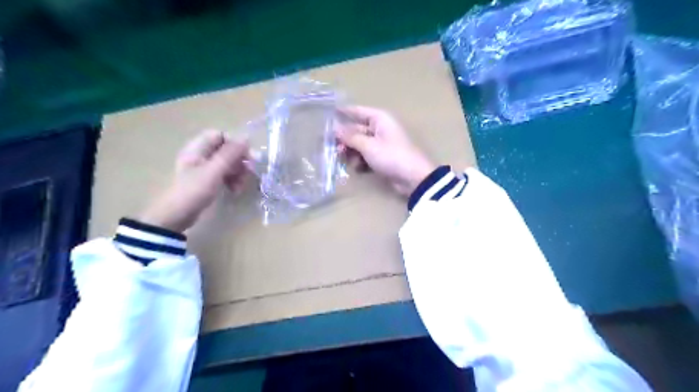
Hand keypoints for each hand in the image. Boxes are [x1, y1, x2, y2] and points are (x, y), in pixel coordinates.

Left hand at [140, 129, 247, 231]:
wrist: (175, 215)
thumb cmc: (193, 190)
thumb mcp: (214, 171)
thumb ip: (230, 154)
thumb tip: (246, 137)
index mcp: (197, 148)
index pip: (220, 135)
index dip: (235, 143)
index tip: (248, 156)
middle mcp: (200, 155)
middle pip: (225, 150)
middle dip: (239, 161)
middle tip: (250, 172)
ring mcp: (203, 169)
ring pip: (227, 163)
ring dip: (238, 173)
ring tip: (241, 186)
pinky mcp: (206, 181)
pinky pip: (223, 175)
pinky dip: (232, 181)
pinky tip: (235, 190)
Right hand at [335, 105, 435, 195]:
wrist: (413, 178)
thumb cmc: (391, 156)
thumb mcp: (368, 145)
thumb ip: (350, 137)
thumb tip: (334, 129)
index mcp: (380, 119)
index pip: (358, 111)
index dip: (344, 112)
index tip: (329, 113)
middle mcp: (380, 129)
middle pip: (357, 130)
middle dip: (345, 140)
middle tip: (333, 148)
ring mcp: (382, 145)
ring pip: (360, 145)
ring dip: (352, 153)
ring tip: (345, 160)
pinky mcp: (382, 158)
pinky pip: (366, 156)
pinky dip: (361, 162)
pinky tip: (358, 169)